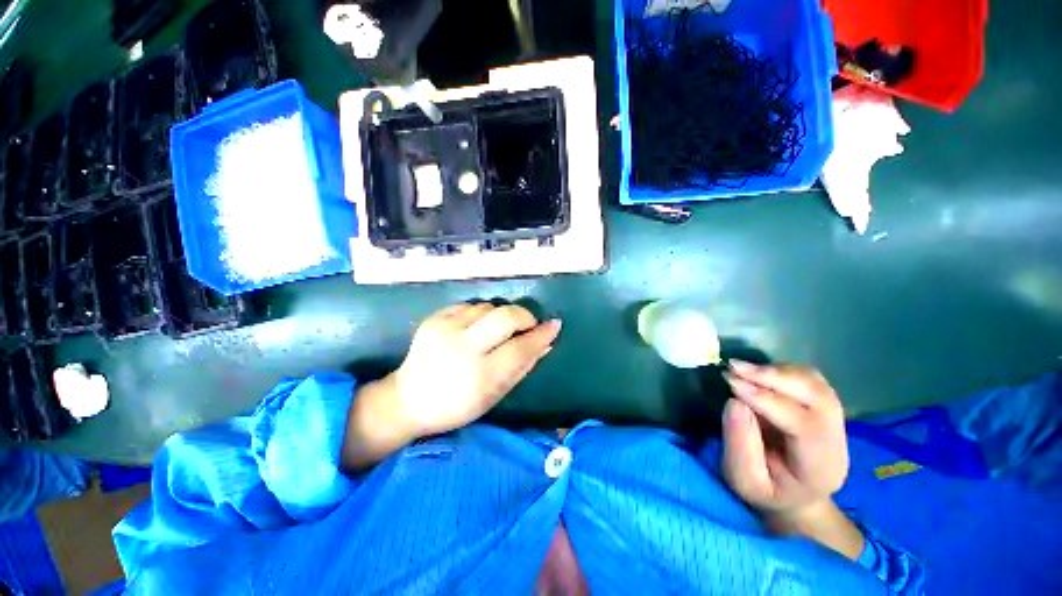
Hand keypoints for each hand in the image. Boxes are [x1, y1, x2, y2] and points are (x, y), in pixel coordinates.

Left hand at [391, 302, 561, 437]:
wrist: (407, 400)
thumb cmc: (457, 406)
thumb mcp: (494, 395)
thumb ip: (522, 367)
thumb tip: (545, 343)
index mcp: (480, 376)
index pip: (521, 348)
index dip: (541, 335)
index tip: (554, 325)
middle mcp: (462, 348)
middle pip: (506, 316)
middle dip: (524, 316)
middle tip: (527, 325)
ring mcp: (445, 330)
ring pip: (488, 307)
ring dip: (499, 317)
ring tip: (495, 332)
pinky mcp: (434, 319)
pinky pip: (469, 305)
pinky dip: (480, 313)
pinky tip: (475, 328)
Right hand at [721, 362, 848, 522]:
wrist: (793, 495)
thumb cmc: (766, 491)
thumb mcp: (744, 480)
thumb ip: (739, 445)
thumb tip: (734, 402)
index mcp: (820, 467)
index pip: (804, 424)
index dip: (766, 400)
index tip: (732, 384)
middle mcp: (836, 440)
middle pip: (818, 397)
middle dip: (775, 377)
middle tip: (734, 367)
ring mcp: (834, 420)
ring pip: (815, 383)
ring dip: (777, 371)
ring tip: (741, 369)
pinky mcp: (823, 406)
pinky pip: (808, 378)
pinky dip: (781, 370)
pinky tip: (757, 374)